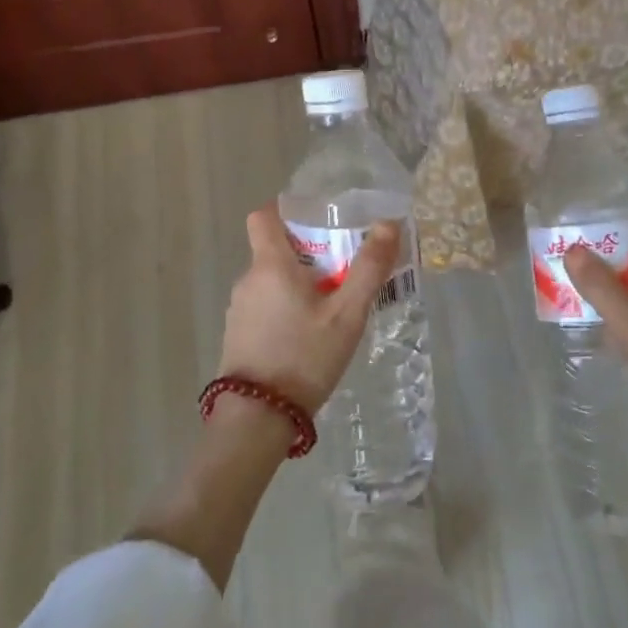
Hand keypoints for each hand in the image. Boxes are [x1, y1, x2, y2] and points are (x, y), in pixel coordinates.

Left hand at [217, 203, 399, 415]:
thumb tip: (389, 224)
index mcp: (270, 265)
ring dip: (299, 283)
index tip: (317, 218)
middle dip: (309, 253)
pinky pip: (265, 306)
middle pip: (275, 249)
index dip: (287, 209)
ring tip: (333, 305)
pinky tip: (310, 335)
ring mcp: (239, 309)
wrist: (257, 418)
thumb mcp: (347, 314)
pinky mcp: (238, 335)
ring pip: (271, 281)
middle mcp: (248, 280)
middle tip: (344, 268)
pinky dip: (286, 307)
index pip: (264, 215)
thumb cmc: (304, 357)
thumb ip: (369, 269)